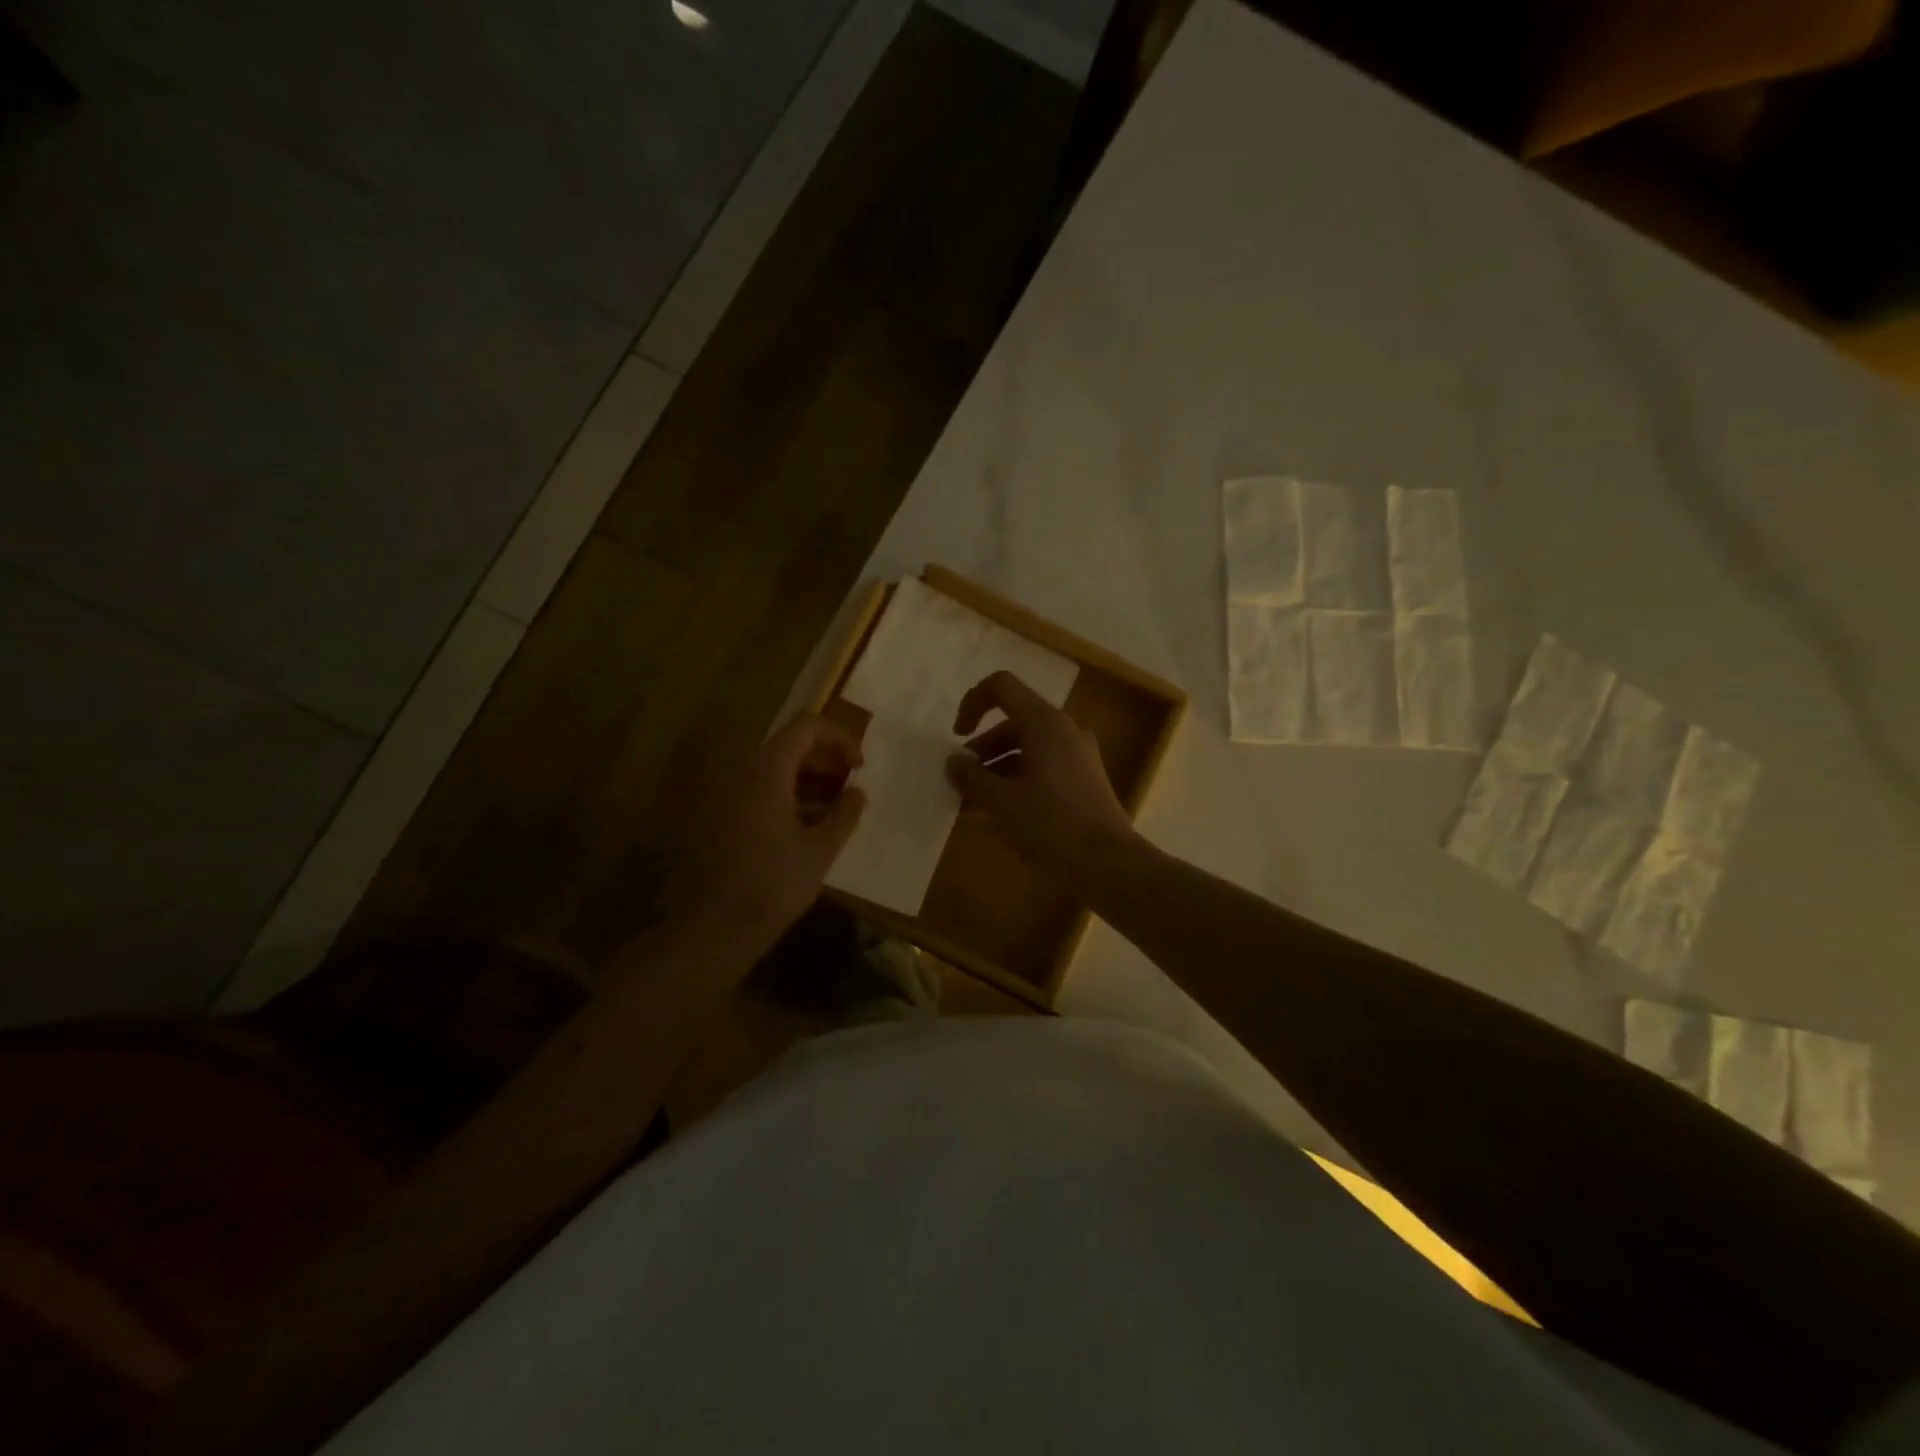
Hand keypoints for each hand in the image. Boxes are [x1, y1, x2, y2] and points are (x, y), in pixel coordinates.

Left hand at [664, 713, 866, 959]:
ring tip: (833, 814)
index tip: (859, 770)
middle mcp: (740, 772)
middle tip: (850, 791)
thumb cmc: (772, 885)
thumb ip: (844, 814)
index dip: (839, 740)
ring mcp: (722, 795)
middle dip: (825, 763)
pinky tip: (803, 831)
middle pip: (788, 747)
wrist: (711, 930)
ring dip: (806, 784)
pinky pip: (755, 793)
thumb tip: (857, 793)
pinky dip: (783, 800)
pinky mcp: (715, 819)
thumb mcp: (820, 850)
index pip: (807, 727)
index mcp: (766, 770)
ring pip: (771, 772)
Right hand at [945, 671, 1134, 879]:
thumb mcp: (1001, 802)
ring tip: (971, 804)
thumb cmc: (1050, 825)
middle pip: (1013, 723)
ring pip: (1027, 750)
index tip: (956, 737)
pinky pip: (1042, 770)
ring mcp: (1078, 757)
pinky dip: (1017, 782)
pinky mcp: (1084, 782)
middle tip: (960, 781)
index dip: (972, 703)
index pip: (1002, 688)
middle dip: (981, 749)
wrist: (1108, 865)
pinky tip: (997, 815)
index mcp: (1045, 723)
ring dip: (996, 770)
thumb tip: (953, 762)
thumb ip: (971, 778)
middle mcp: (1064, 731)